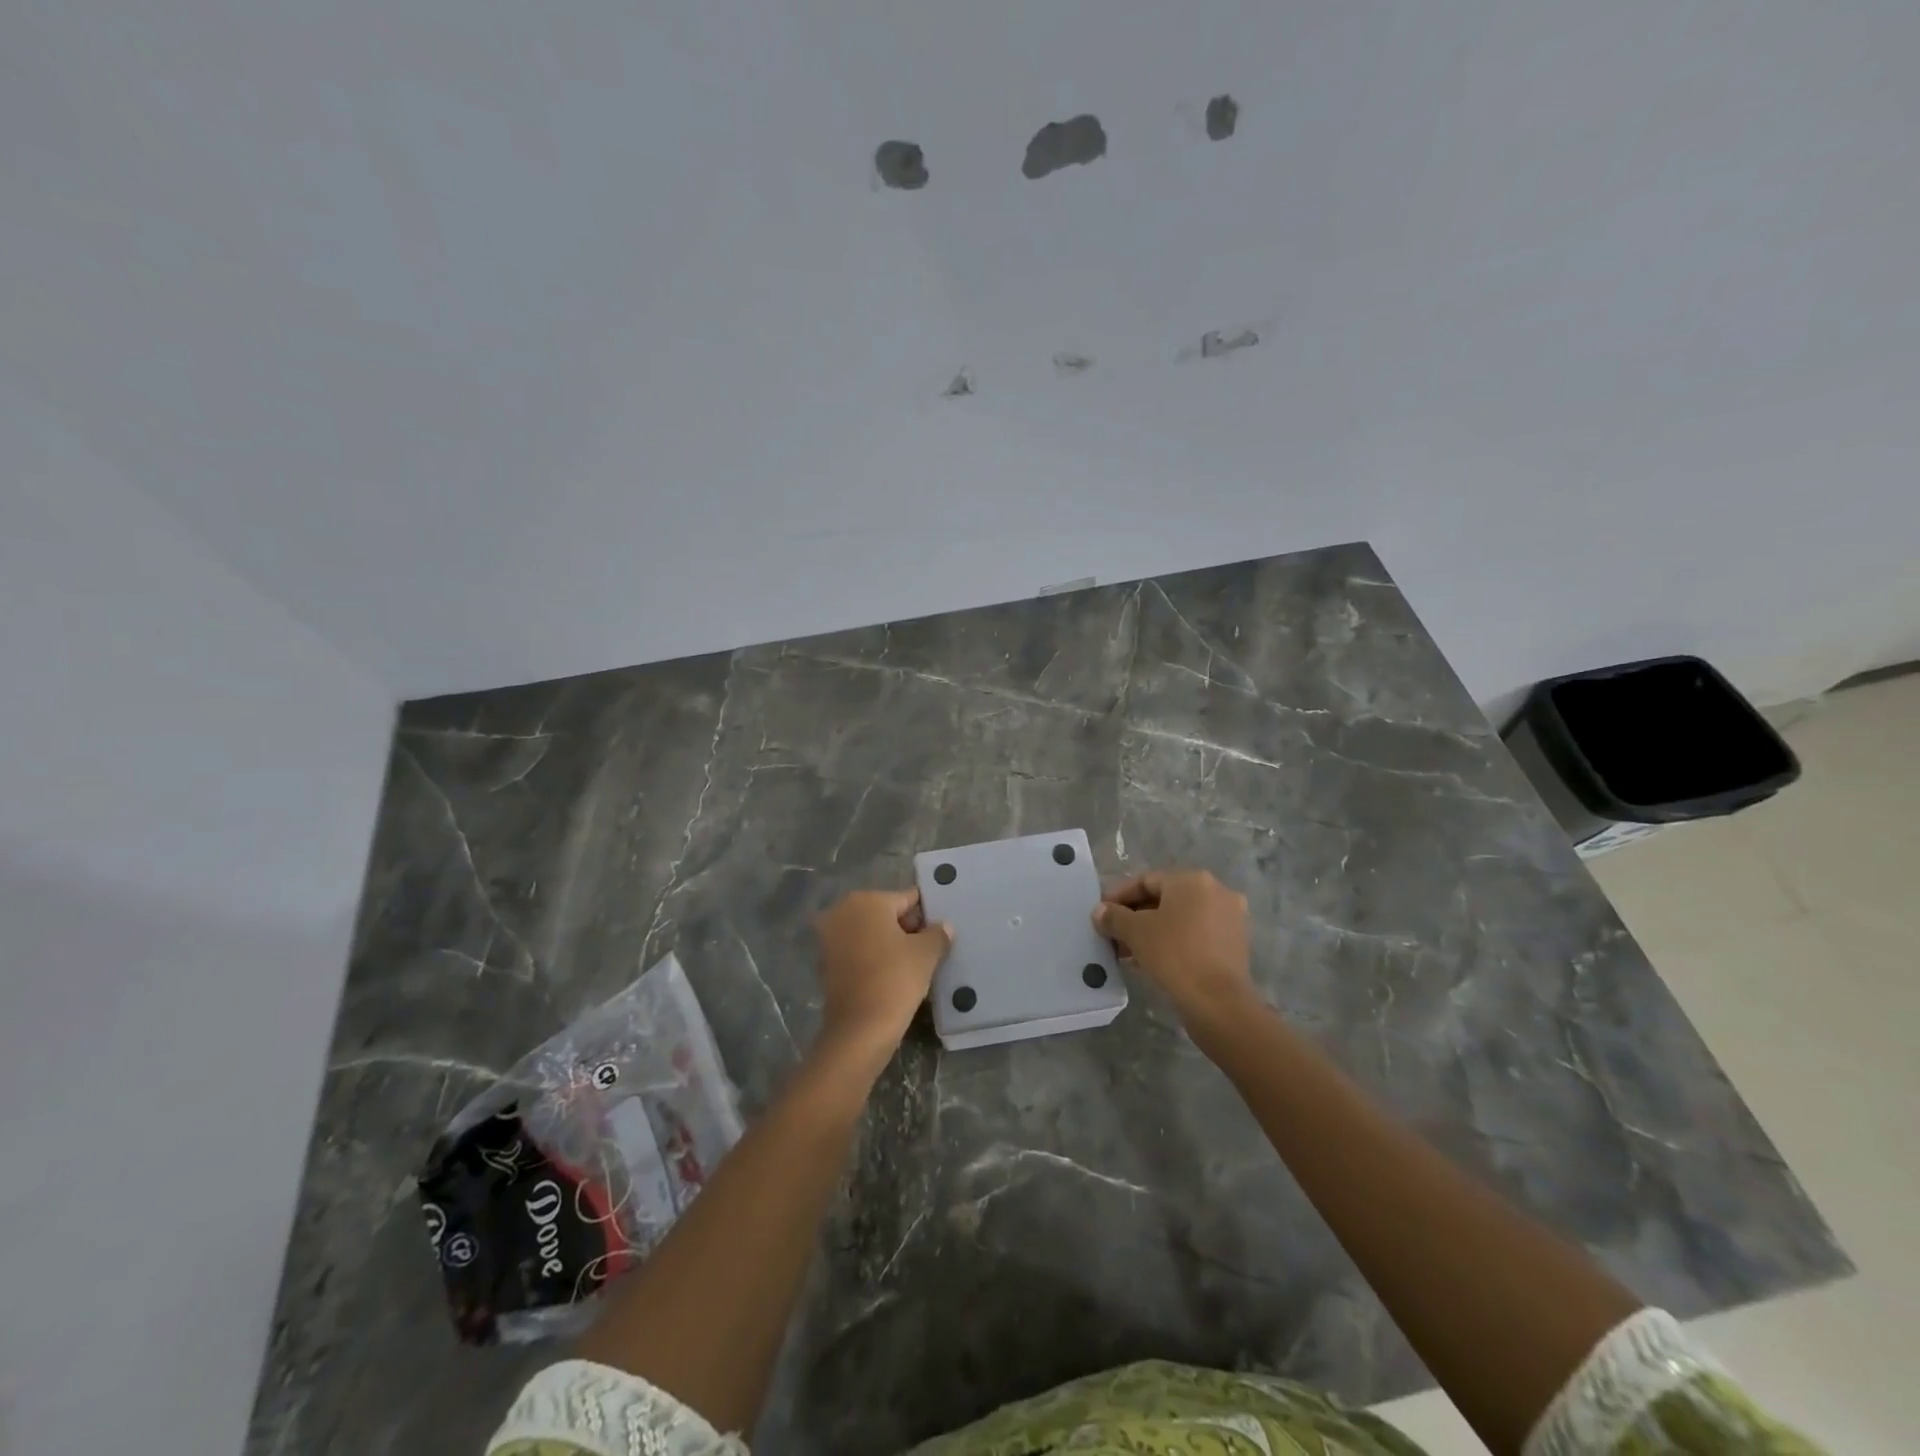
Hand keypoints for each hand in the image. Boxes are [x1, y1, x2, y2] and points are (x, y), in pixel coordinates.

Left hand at [813, 889, 952, 1061]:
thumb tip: (944, 926)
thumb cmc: (895, 979)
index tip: (941, 929)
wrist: (859, 1030)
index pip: (907, 899)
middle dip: (907, 928)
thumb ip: (938, 933)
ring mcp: (829, 938)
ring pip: (871, 934)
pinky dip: (874, 959)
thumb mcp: (926, 953)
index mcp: (867, 900)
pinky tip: (893, 975)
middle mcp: (842, 911)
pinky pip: (858, 952)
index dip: (927, 913)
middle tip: (931, 948)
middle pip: (886, 914)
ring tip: (915, 963)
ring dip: (890, 944)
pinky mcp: (825, 963)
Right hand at [1094, 869, 1253, 1026]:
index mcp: (1193, 880)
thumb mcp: (1136, 932)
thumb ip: (1114, 917)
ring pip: (1180, 918)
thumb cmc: (1175, 956)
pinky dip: (1173, 941)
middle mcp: (1216, 891)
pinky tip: (1150, 959)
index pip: (1146, 880)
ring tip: (1127, 951)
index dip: (1119, 896)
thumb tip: (1100, 911)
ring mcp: (1230, 918)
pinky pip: (1195, 934)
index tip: (1101, 913)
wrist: (1219, 1004)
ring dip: (1152, 930)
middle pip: (1164, 898)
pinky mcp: (1234, 943)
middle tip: (1112, 934)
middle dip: (1135, 916)